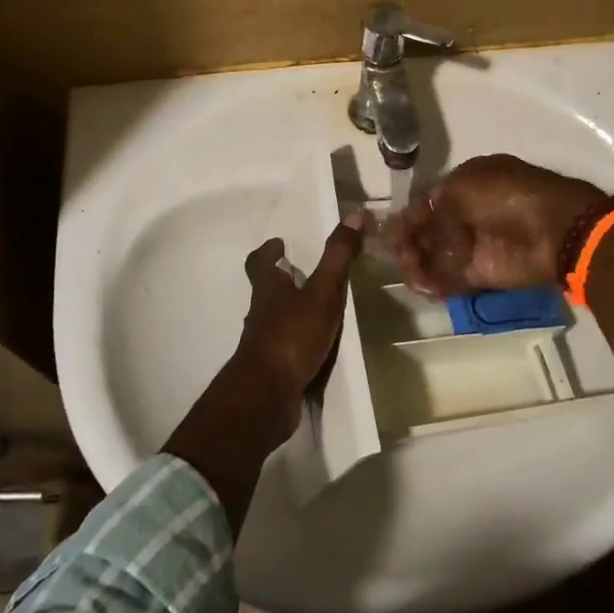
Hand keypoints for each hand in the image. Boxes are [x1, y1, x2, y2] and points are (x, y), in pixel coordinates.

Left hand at [233, 217, 363, 440]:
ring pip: (274, 320)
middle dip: (282, 281)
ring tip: (317, 310)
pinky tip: (316, 348)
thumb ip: (337, 257)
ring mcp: (263, 343)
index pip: (259, 262)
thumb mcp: (322, 292)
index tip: (280, 244)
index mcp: (268, 289)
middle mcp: (261, 313)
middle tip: (304, 274)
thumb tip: (354, 215)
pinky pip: (285, 349)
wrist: (266, 396)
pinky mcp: (271, 370)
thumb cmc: (292, 336)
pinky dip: (297, 343)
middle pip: (266, 290)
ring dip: (291, 312)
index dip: (268, 252)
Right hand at [390, 154, 601, 295]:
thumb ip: (433, 205)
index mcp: (469, 183)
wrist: (553, 230)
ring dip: (419, 262)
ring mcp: (478, 244)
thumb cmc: (505, 197)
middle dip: (410, 240)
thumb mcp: (462, 186)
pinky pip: (452, 278)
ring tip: (408, 271)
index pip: (430, 200)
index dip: (410, 215)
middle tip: (396, 253)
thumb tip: (415, 222)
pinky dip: (435, 283)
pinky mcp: (484, 273)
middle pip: (431, 229)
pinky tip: (421, 286)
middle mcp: (471, 212)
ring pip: (438, 254)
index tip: (390, 230)